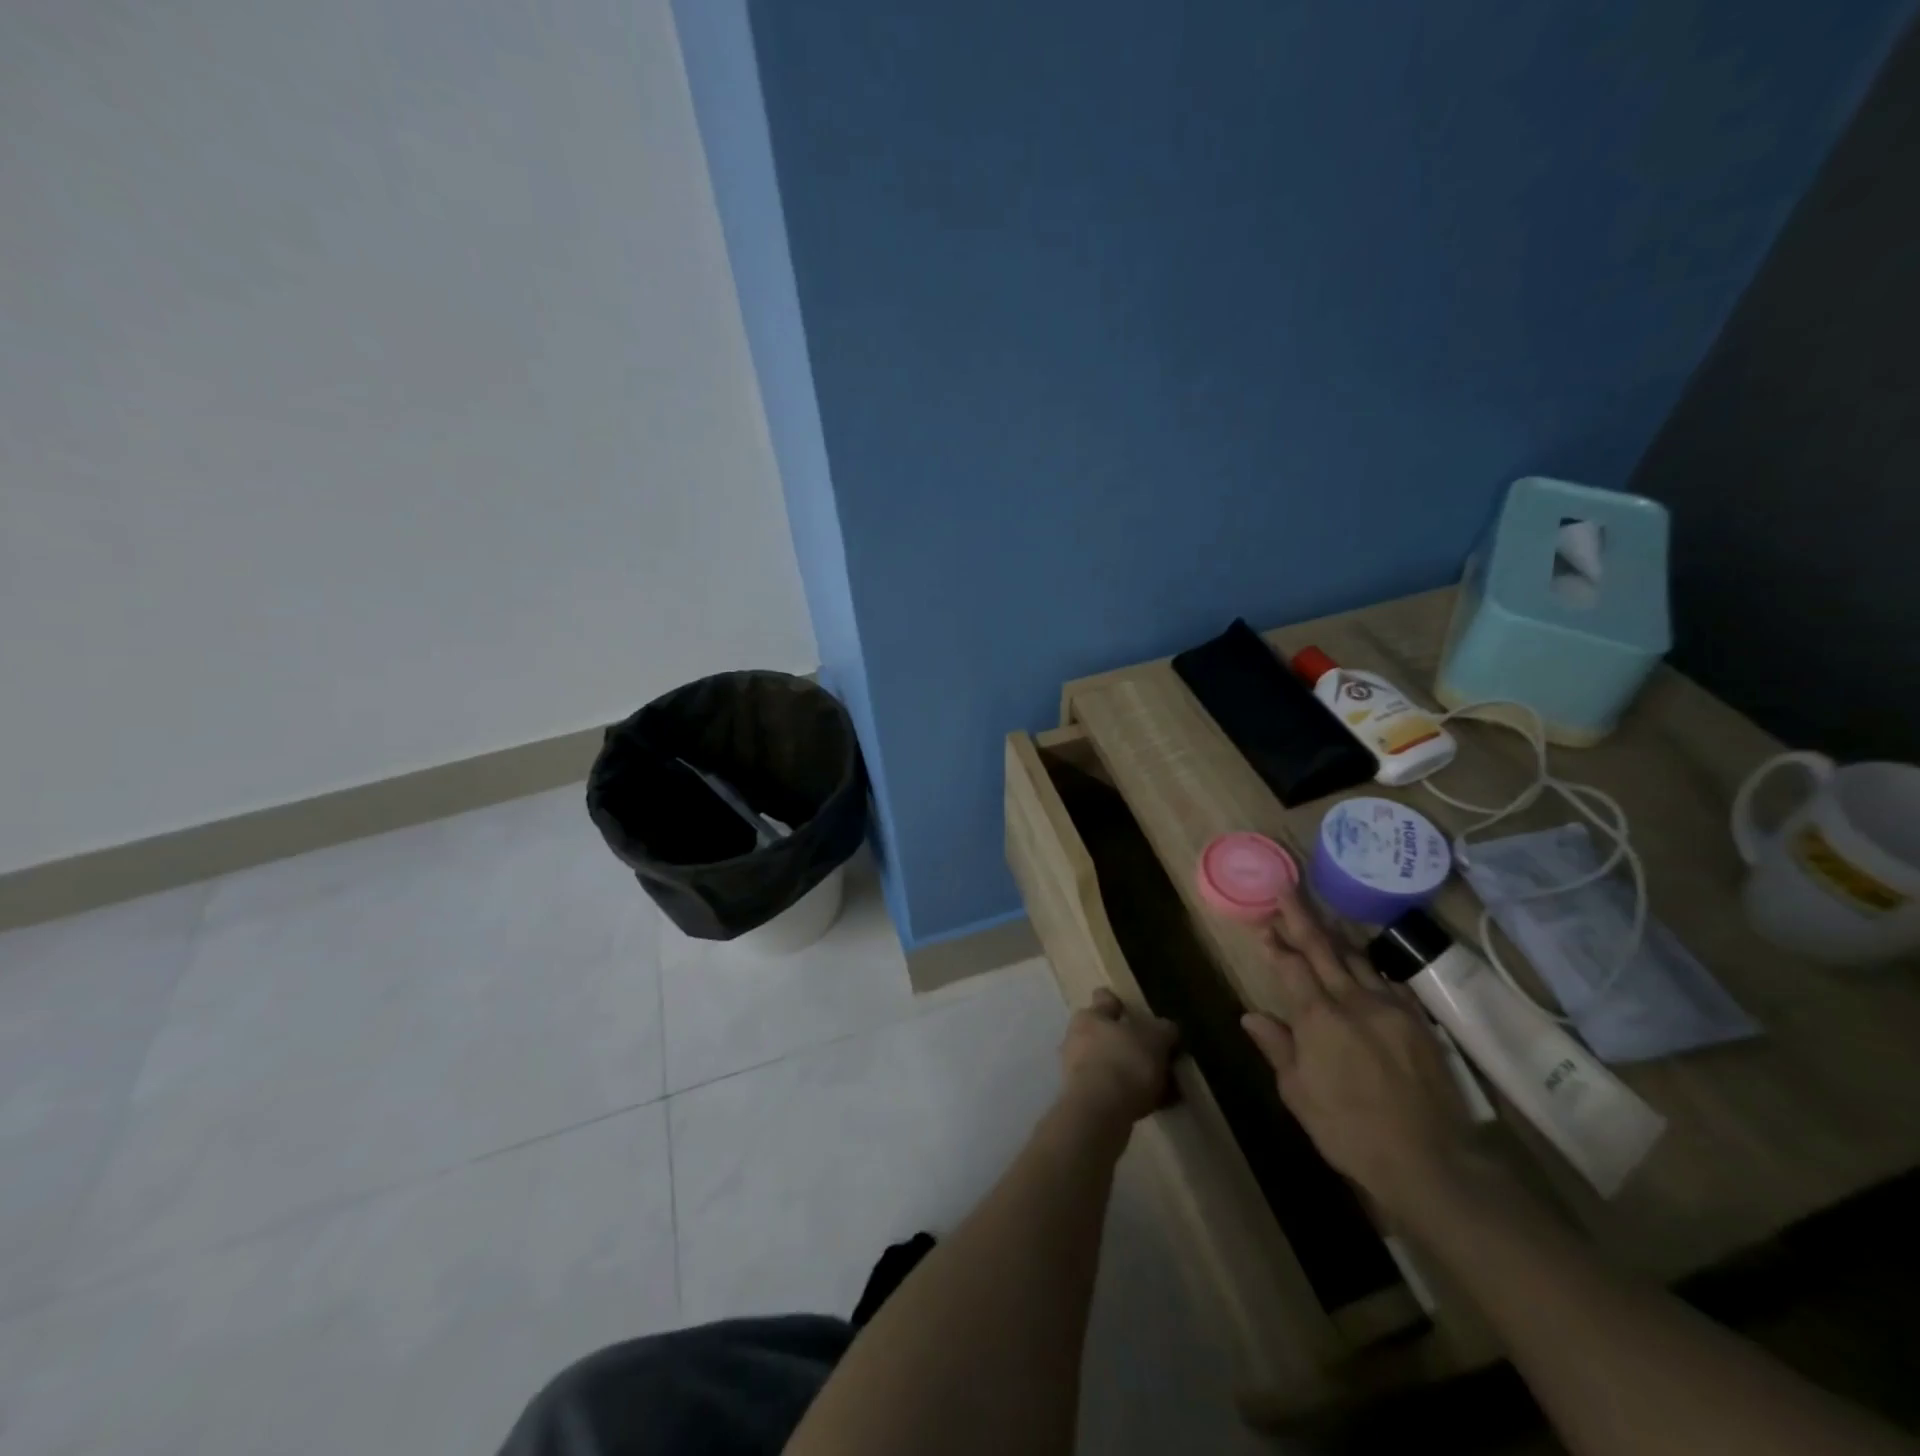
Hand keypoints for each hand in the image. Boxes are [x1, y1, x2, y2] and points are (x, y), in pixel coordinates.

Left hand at [1058, 989, 1177, 1127]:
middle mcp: (1076, 1037)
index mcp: (1090, 1015)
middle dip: (1125, 1042)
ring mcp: (1074, 1069)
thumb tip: (1167, 1028)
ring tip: (1160, 1086)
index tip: (1135, 1012)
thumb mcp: (1155, 1039)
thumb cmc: (1125, 1062)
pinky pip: (1109, 1090)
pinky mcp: (1080, 1098)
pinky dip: (1127, 1095)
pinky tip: (1151, 1105)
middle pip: (1104, 1033)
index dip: (1119, 1003)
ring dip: (1127, 1071)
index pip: (1104, 999)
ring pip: (1107, 1063)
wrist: (1098, 1112)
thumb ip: (1163, 1030)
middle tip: (1154, 1055)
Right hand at [1240, 891, 1476, 1216]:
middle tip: (1287, 890)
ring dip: (1335, 936)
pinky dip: (1369, 966)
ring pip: (1357, 959)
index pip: (1291, 966)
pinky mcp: (1418, 1022)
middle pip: (1323, 948)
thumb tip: (1250, 1015)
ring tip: (1320, 918)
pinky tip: (1363, 962)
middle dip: (1301, 918)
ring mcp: (1390, 1008)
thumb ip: (1278, 1049)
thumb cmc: (1350, 1131)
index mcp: (1318, 1018)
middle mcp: (1354, 1001)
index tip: (1263, 927)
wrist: (1431, 1162)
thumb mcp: (1299, 1095)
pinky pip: (1389, 981)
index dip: (1275, 945)